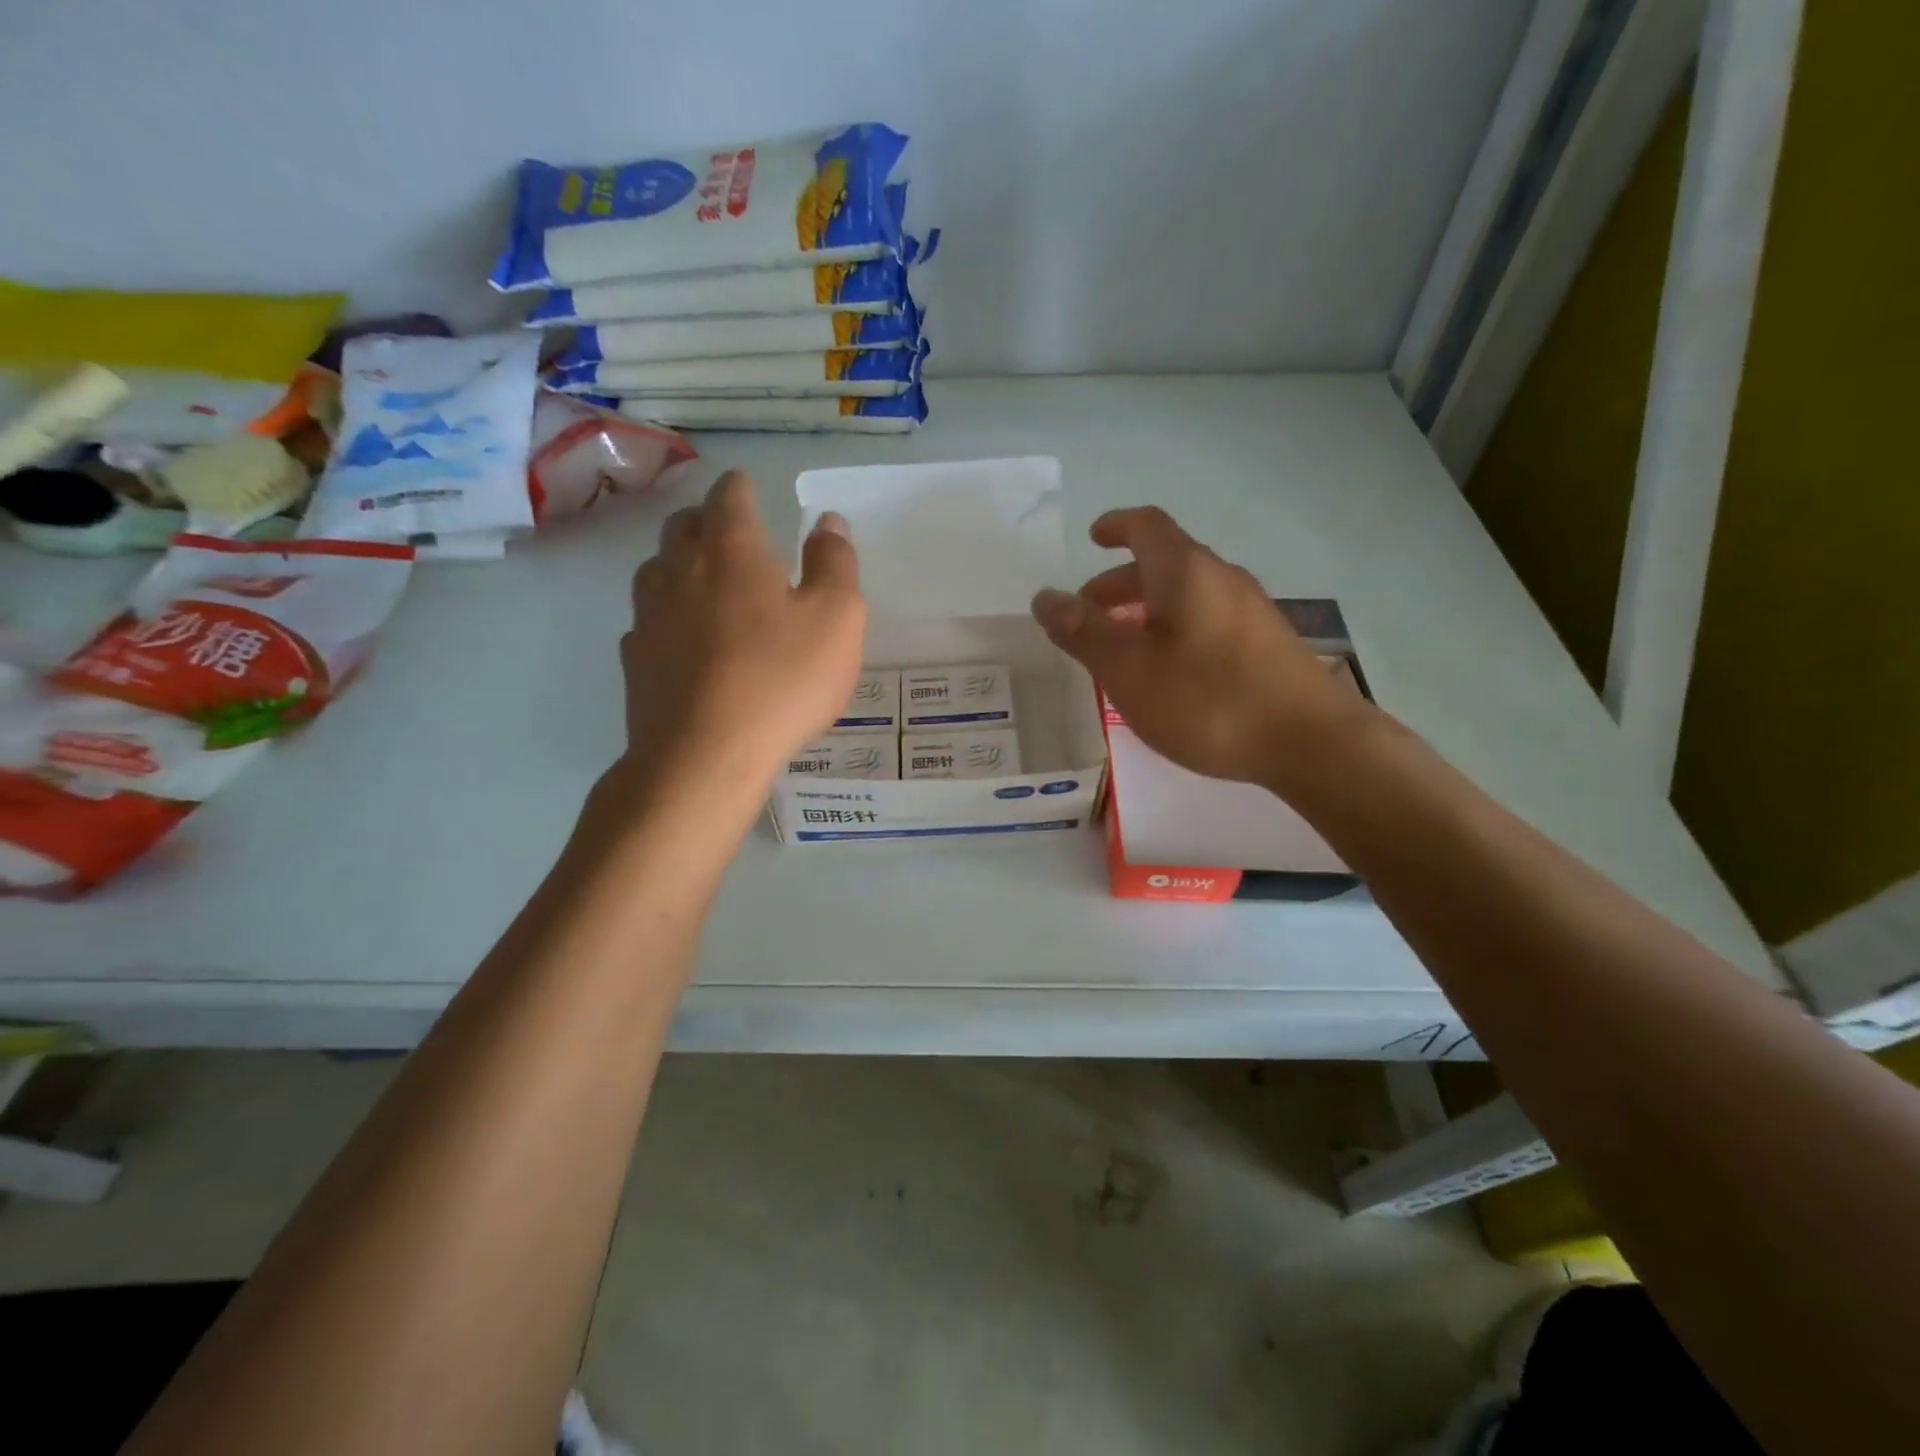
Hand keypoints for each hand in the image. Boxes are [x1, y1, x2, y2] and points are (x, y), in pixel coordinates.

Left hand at [620, 470, 864, 787]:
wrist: (704, 755)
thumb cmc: (782, 679)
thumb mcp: (837, 619)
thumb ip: (835, 563)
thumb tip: (827, 522)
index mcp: (731, 548)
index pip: (730, 494)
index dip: (744, 489)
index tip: (754, 493)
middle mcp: (679, 568)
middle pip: (685, 525)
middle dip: (710, 522)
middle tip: (737, 539)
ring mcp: (648, 613)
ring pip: (659, 569)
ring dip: (683, 566)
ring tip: (709, 587)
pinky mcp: (634, 658)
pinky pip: (649, 620)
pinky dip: (668, 617)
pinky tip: (687, 642)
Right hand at [1031, 506, 1365, 790]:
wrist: (1309, 742)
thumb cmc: (1206, 699)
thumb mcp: (1128, 669)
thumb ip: (1083, 632)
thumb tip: (1044, 597)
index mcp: (1185, 571)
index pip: (1147, 527)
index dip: (1116, 526)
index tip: (1093, 537)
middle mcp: (1221, 579)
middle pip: (1163, 564)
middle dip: (1119, 583)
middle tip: (1088, 614)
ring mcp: (1250, 611)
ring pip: (1185, 596)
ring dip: (1146, 611)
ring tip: (1120, 649)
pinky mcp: (1266, 645)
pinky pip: (1206, 621)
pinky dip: (1174, 631)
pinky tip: (1167, 674)